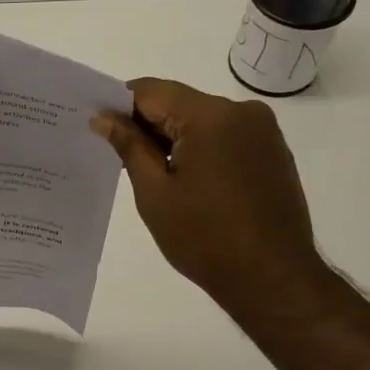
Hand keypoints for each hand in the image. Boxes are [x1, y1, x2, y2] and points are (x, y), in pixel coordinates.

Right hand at [91, 78, 329, 316]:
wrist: (272, 279)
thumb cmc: (205, 238)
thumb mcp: (155, 193)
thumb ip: (129, 146)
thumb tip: (103, 117)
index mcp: (210, 115)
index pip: (151, 91)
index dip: (119, 105)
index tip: (97, 127)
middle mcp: (242, 111)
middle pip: (179, 103)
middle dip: (146, 124)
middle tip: (116, 155)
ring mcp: (263, 131)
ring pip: (202, 120)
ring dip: (173, 138)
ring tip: (151, 175)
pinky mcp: (272, 152)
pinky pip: (225, 137)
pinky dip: (200, 149)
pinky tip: (186, 182)